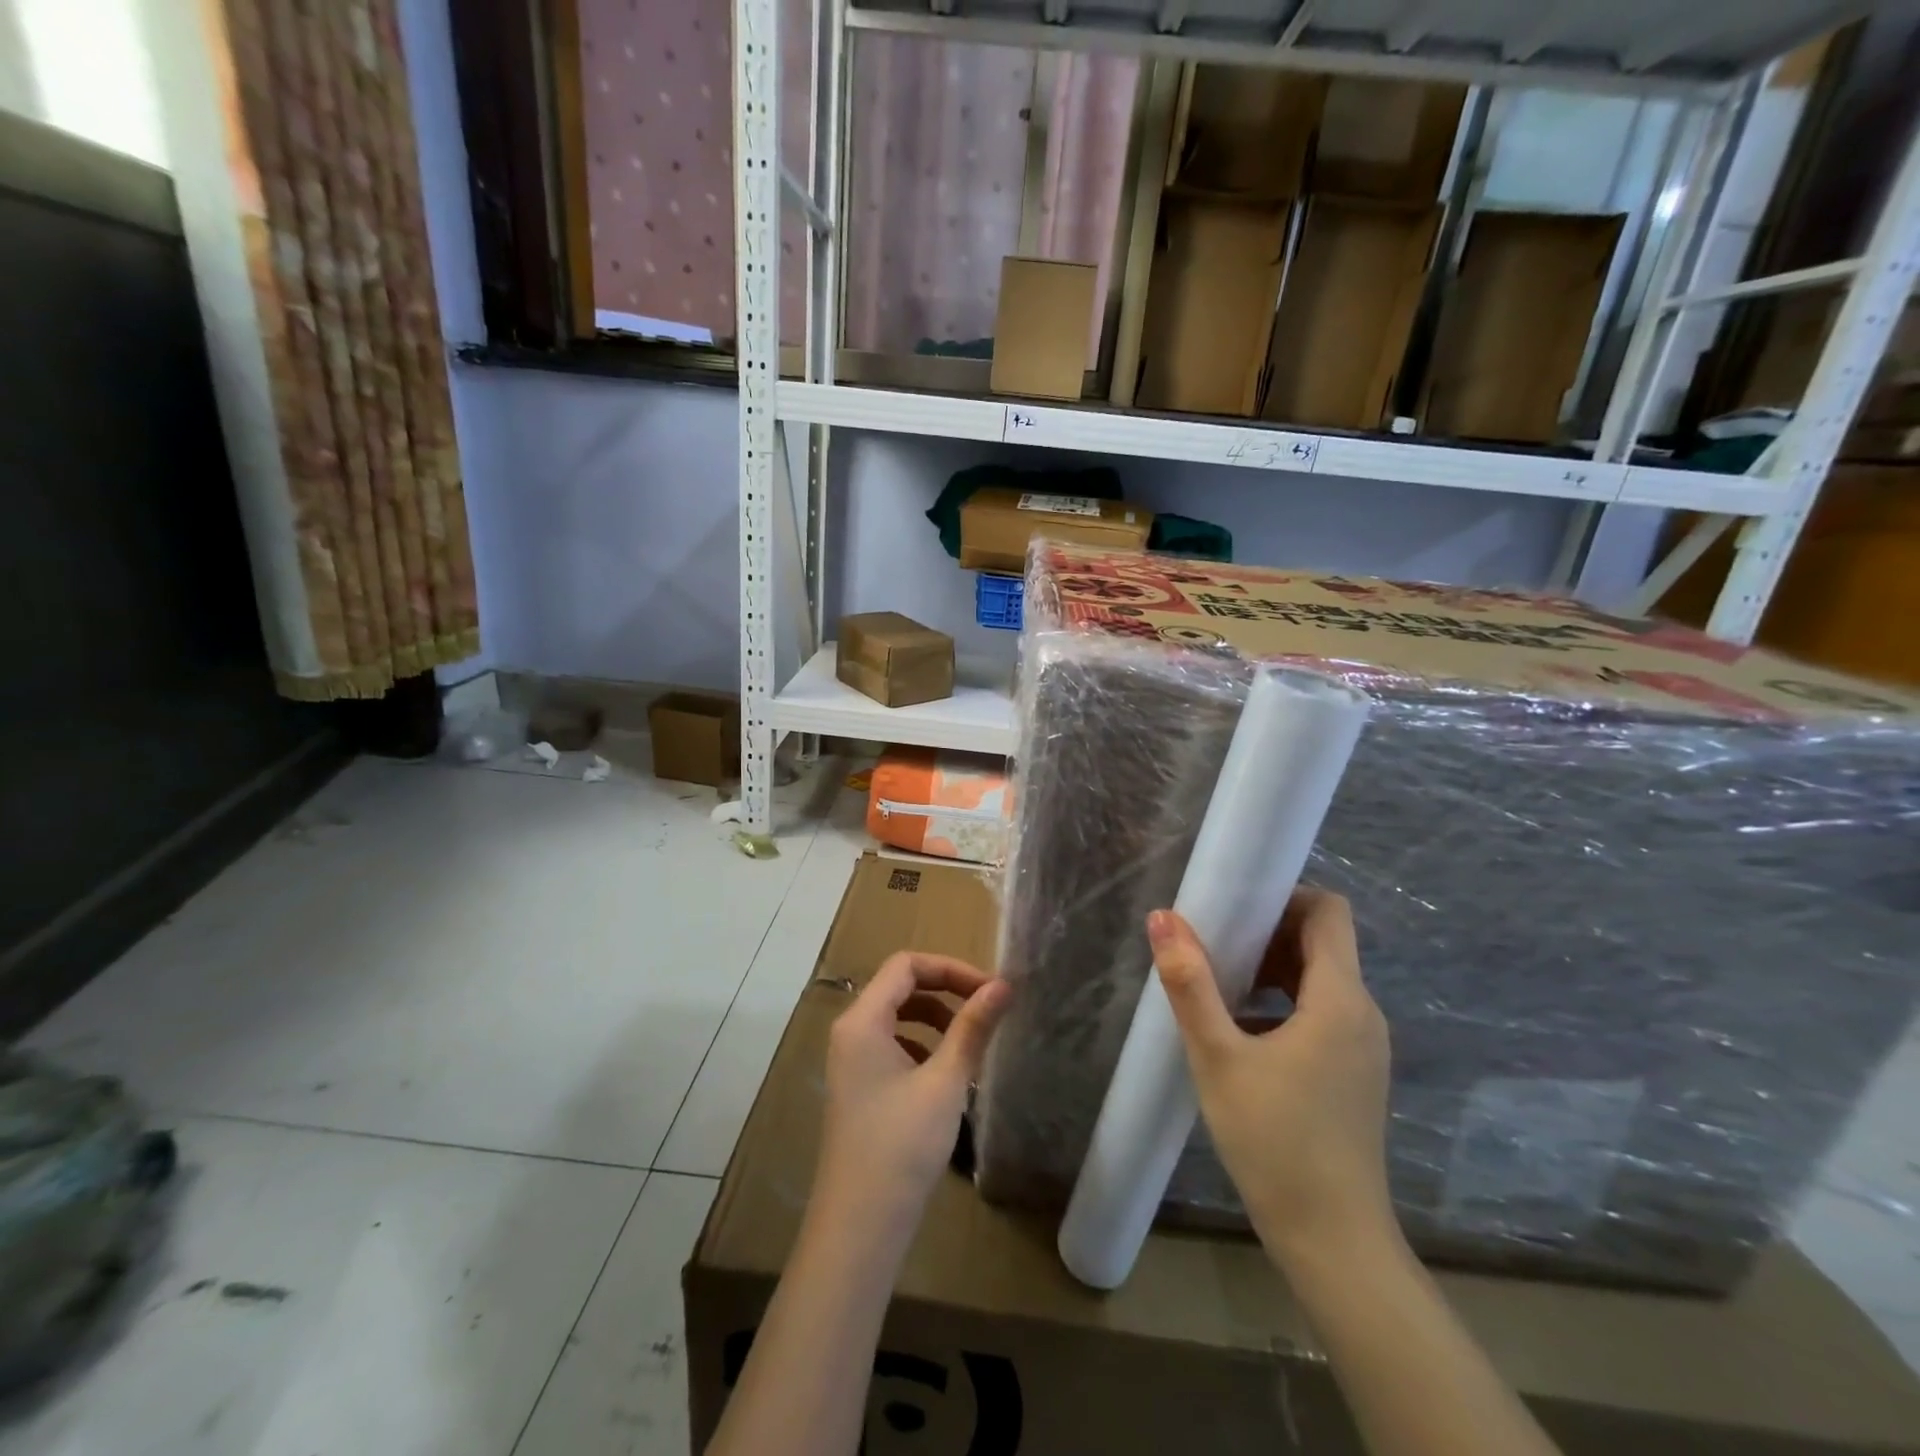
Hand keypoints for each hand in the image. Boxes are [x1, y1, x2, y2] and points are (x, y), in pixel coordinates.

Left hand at [816, 952, 1011, 1232]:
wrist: (860, 1228)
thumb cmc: (902, 1146)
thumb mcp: (945, 1082)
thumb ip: (973, 1028)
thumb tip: (1003, 985)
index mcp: (862, 1021)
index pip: (906, 965)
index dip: (950, 968)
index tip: (990, 990)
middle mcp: (850, 1032)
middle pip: (900, 986)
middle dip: (945, 990)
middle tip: (987, 1009)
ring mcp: (851, 1061)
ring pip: (897, 1017)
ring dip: (936, 1018)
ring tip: (971, 1042)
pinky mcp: (859, 1087)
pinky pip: (892, 1045)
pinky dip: (923, 1045)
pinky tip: (947, 1074)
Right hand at [1147, 891, 1394, 1268]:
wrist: (1332, 1241)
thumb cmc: (1274, 1141)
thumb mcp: (1218, 1057)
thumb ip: (1190, 983)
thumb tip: (1163, 918)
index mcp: (1340, 999)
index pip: (1329, 912)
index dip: (1284, 895)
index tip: (1233, 904)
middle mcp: (1362, 1013)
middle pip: (1322, 942)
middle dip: (1267, 929)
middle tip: (1212, 938)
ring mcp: (1362, 1046)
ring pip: (1319, 978)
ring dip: (1271, 966)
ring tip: (1217, 978)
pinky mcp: (1353, 1072)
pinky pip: (1320, 1011)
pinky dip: (1282, 1000)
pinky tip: (1239, 1026)